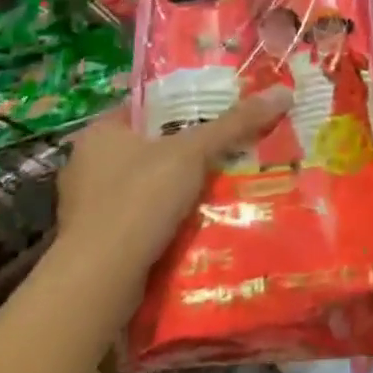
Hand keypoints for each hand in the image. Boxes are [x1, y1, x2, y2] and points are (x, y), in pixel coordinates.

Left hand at [56, 88, 293, 270]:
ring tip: (226, 182)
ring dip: (181, 186)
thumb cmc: (139, 199)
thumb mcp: (193, 152)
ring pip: (149, 184)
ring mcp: (91, 206)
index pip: (147, 105)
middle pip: (151, 145)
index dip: (185, 103)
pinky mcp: (99, 241)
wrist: (101, 280)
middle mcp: (88, 164)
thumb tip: (283, 92)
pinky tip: (202, 219)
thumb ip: (235, 123)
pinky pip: (144, 217)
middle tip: (232, 144)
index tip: (222, 106)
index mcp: (100, 133)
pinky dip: (170, 217)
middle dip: (189, 148)